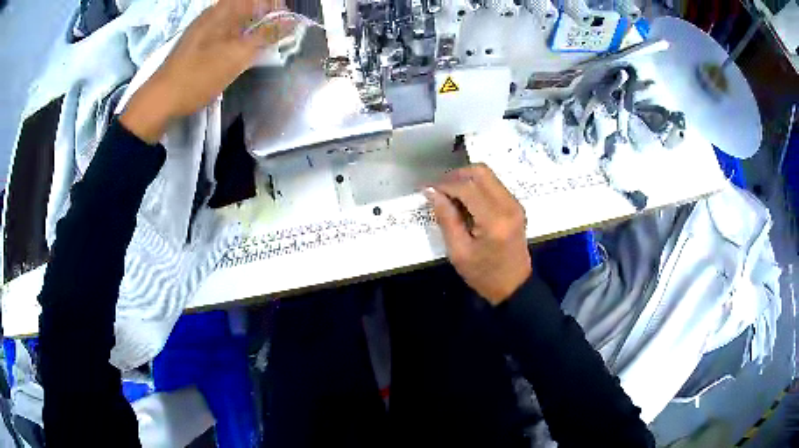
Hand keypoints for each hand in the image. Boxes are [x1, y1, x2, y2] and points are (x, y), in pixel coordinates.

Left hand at [121, 0, 291, 142]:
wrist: (160, 101)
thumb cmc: (198, 76)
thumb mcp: (236, 55)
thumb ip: (266, 35)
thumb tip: (291, 21)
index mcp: (223, 10)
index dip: (277, 7)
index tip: (287, 25)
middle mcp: (213, 14)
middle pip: (248, 8)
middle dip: (266, 20)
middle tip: (275, 39)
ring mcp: (203, 29)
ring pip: (237, 22)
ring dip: (252, 31)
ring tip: (260, 49)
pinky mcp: (198, 44)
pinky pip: (225, 34)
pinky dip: (238, 41)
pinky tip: (239, 56)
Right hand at [426, 164, 531, 304]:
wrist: (514, 286)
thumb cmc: (484, 275)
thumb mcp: (458, 252)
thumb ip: (446, 218)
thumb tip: (432, 192)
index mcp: (494, 220)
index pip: (467, 188)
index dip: (444, 184)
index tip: (427, 189)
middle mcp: (508, 205)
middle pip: (480, 172)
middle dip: (456, 175)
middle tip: (439, 189)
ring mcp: (515, 204)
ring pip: (488, 175)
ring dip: (466, 180)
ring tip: (449, 195)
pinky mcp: (515, 206)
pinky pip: (494, 185)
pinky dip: (476, 187)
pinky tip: (464, 202)